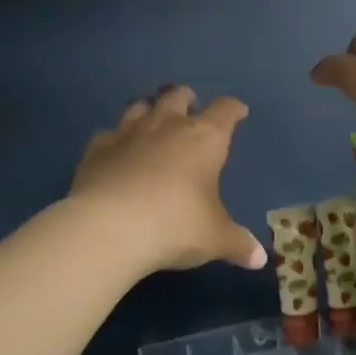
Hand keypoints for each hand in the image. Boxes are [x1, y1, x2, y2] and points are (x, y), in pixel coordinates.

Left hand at [71, 86, 267, 273]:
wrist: (109, 228)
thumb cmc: (175, 225)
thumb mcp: (214, 238)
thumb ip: (237, 243)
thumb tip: (259, 259)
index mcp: (203, 139)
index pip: (225, 111)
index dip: (233, 109)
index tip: (238, 111)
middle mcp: (166, 126)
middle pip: (178, 96)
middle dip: (187, 99)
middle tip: (190, 108)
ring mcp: (127, 134)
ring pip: (140, 106)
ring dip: (149, 111)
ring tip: (152, 123)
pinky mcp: (96, 149)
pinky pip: (108, 134)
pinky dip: (115, 139)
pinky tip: (116, 152)